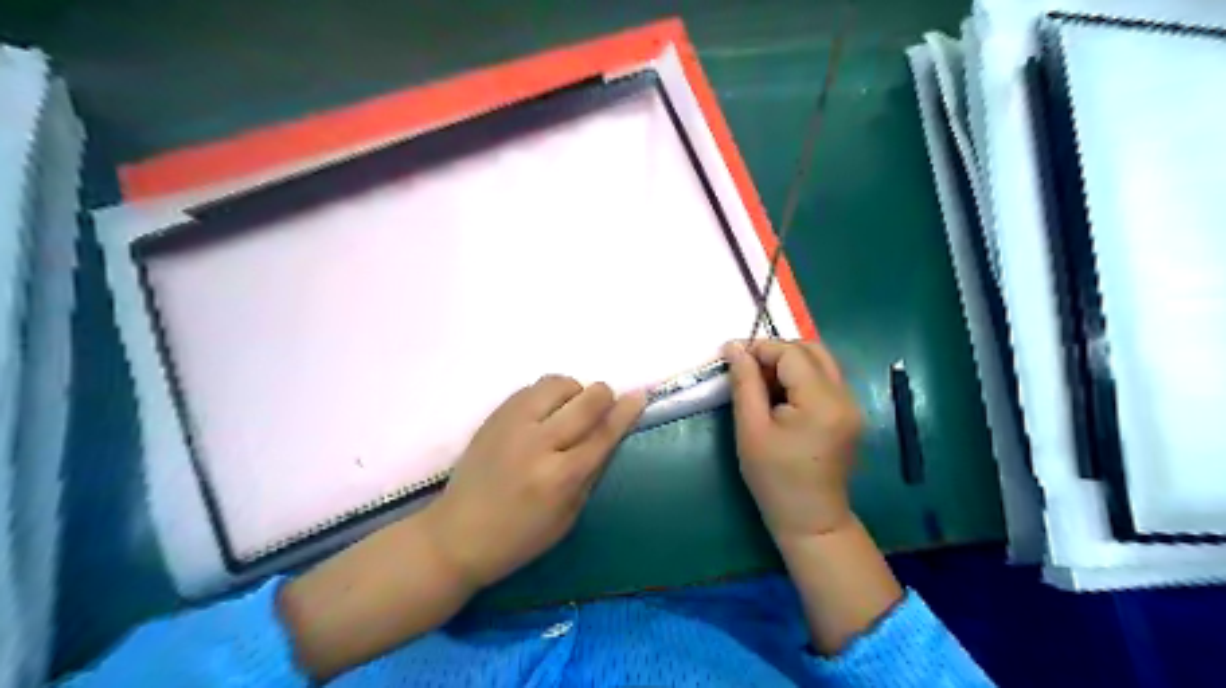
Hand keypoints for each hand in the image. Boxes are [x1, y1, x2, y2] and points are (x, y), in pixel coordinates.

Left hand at [421, 377, 644, 591]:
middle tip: (603, 405)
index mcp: (560, 478)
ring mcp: (512, 425)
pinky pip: (531, 388)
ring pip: (557, 383)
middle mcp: (538, 444)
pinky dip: (547, 395)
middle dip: (603, 395)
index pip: (603, 433)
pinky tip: (543, 414)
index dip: (626, 411)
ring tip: (568, 412)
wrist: (456, 535)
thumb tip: (611, 434)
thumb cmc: (519, 537)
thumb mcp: (568, 516)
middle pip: (585, 400)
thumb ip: (591, 472)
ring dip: (573, 392)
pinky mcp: (494, 415)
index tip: (639, 395)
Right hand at [725, 339, 860, 541]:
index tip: (733, 357)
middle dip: (777, 351)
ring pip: (821, 362)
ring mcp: (852, 405)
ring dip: (789, 363)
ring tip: (762, 383)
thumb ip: (745, 383)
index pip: (792, 353)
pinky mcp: (849, 414)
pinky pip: (826, 379)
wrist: (811, 522)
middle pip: (812, 350)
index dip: (761, 348)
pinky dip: (801, 377)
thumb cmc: (774, 480)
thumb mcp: (751, 429)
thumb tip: (735, 347)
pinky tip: (781, 397)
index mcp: (822, 402)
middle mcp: (844, 397)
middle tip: (748, 369)